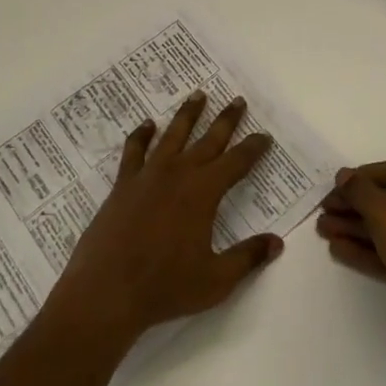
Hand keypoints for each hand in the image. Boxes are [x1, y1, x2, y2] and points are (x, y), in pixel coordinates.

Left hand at [45, 92, 284, 352]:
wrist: (108, 291)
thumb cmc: (165, 287)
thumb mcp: (216, 280)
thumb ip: (247, 257)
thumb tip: (277, 242)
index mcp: (203, 192)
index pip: (236, 162)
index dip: (253, 148)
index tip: (265, 136)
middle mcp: (178, 174)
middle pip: (208, 140)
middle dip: (226, 119)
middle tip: (238, 100)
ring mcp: (148, 175)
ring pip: (173, 135)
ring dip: (188, 114)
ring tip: (198, 95)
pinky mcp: (123, 184)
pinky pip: (134, 150)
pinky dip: (141, 135)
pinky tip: (147, 124)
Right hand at [317, 158, 385, 371]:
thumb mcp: (385, 212)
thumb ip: (360, 190)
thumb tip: (344, 175)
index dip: (366, 176)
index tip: (338, 184)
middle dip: (357, 207)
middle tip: (326, 209)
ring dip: (358, 229)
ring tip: (323, 229)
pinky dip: (370, 251)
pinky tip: (338, 249)